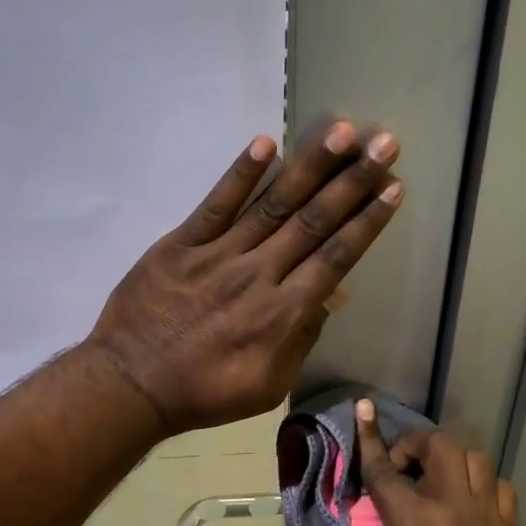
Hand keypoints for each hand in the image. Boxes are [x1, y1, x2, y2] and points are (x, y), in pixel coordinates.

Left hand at [87, 123, 401, 433]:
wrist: (133, 385)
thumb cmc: (205, 393)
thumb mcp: (268, 386)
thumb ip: (300, 340)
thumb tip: (327, 297)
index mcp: (282, 314)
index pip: (335, 258)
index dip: (367, 222)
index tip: (393, 188)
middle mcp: (258, 275)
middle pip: (313, 222)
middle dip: (353, 181)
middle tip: (385, 144)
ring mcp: (218, 255)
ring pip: (272, 205)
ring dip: (310, 166)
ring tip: (342, 132)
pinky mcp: (181, 245)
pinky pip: (215, 205)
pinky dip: (240, 174)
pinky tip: (266, 144)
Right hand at [350, 399, 522, 525]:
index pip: (386, 471)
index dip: (370, 439)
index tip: (364, 409)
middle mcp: (457, 513)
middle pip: (441, 447)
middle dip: (415, 443)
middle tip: (400, 464)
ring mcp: (489, 522)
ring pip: (476, 459)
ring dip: (449, 459)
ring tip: (433, 478)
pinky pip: (498, 488)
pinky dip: (478, 483)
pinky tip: (462, 501)